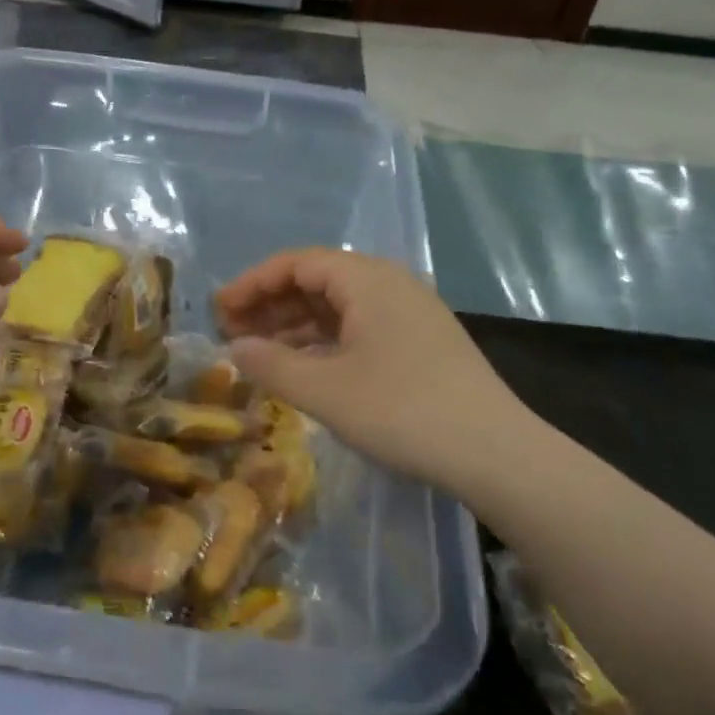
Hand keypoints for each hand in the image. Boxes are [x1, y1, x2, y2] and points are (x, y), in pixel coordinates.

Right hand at [216, 249, 545, 490]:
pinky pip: (360, 328)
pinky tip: (305, 368)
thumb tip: (235, 348)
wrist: (494, 451)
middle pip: (317, 280)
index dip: (252, 284)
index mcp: (367, 280)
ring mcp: (410, 313)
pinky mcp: (421, 342)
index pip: (297, 263)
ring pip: (339, 306)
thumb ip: (271, 364)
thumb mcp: (324, 390)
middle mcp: (390, 285)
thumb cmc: (401, 411)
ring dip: (296, 325)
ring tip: (261, 353)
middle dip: (271, 304)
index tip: (219, 311)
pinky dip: (325, 342)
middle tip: (233, 333)